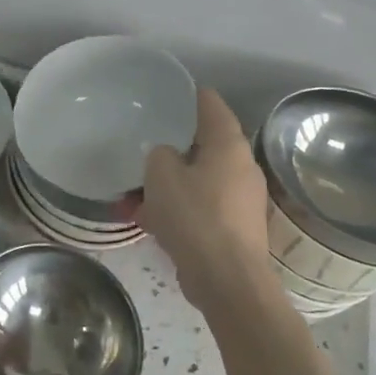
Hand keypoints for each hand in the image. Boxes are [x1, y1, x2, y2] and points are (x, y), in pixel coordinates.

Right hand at [136, 88, 276, 316]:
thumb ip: (159, 155)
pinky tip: (149, 223)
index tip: (166, 93)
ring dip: (169, 185)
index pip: (211, 104)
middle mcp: (242, 167)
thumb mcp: (161, 174)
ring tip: (134, 196)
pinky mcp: (235, 230)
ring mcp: (241, 200)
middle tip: (143, 146)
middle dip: (172, 148)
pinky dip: (177, 211)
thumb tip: (166, 157)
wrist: (227, 281)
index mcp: (228, 145)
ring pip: (198, 180)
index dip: (188, 95)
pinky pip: (200, 208)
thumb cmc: (195, 216)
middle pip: (203, 146)